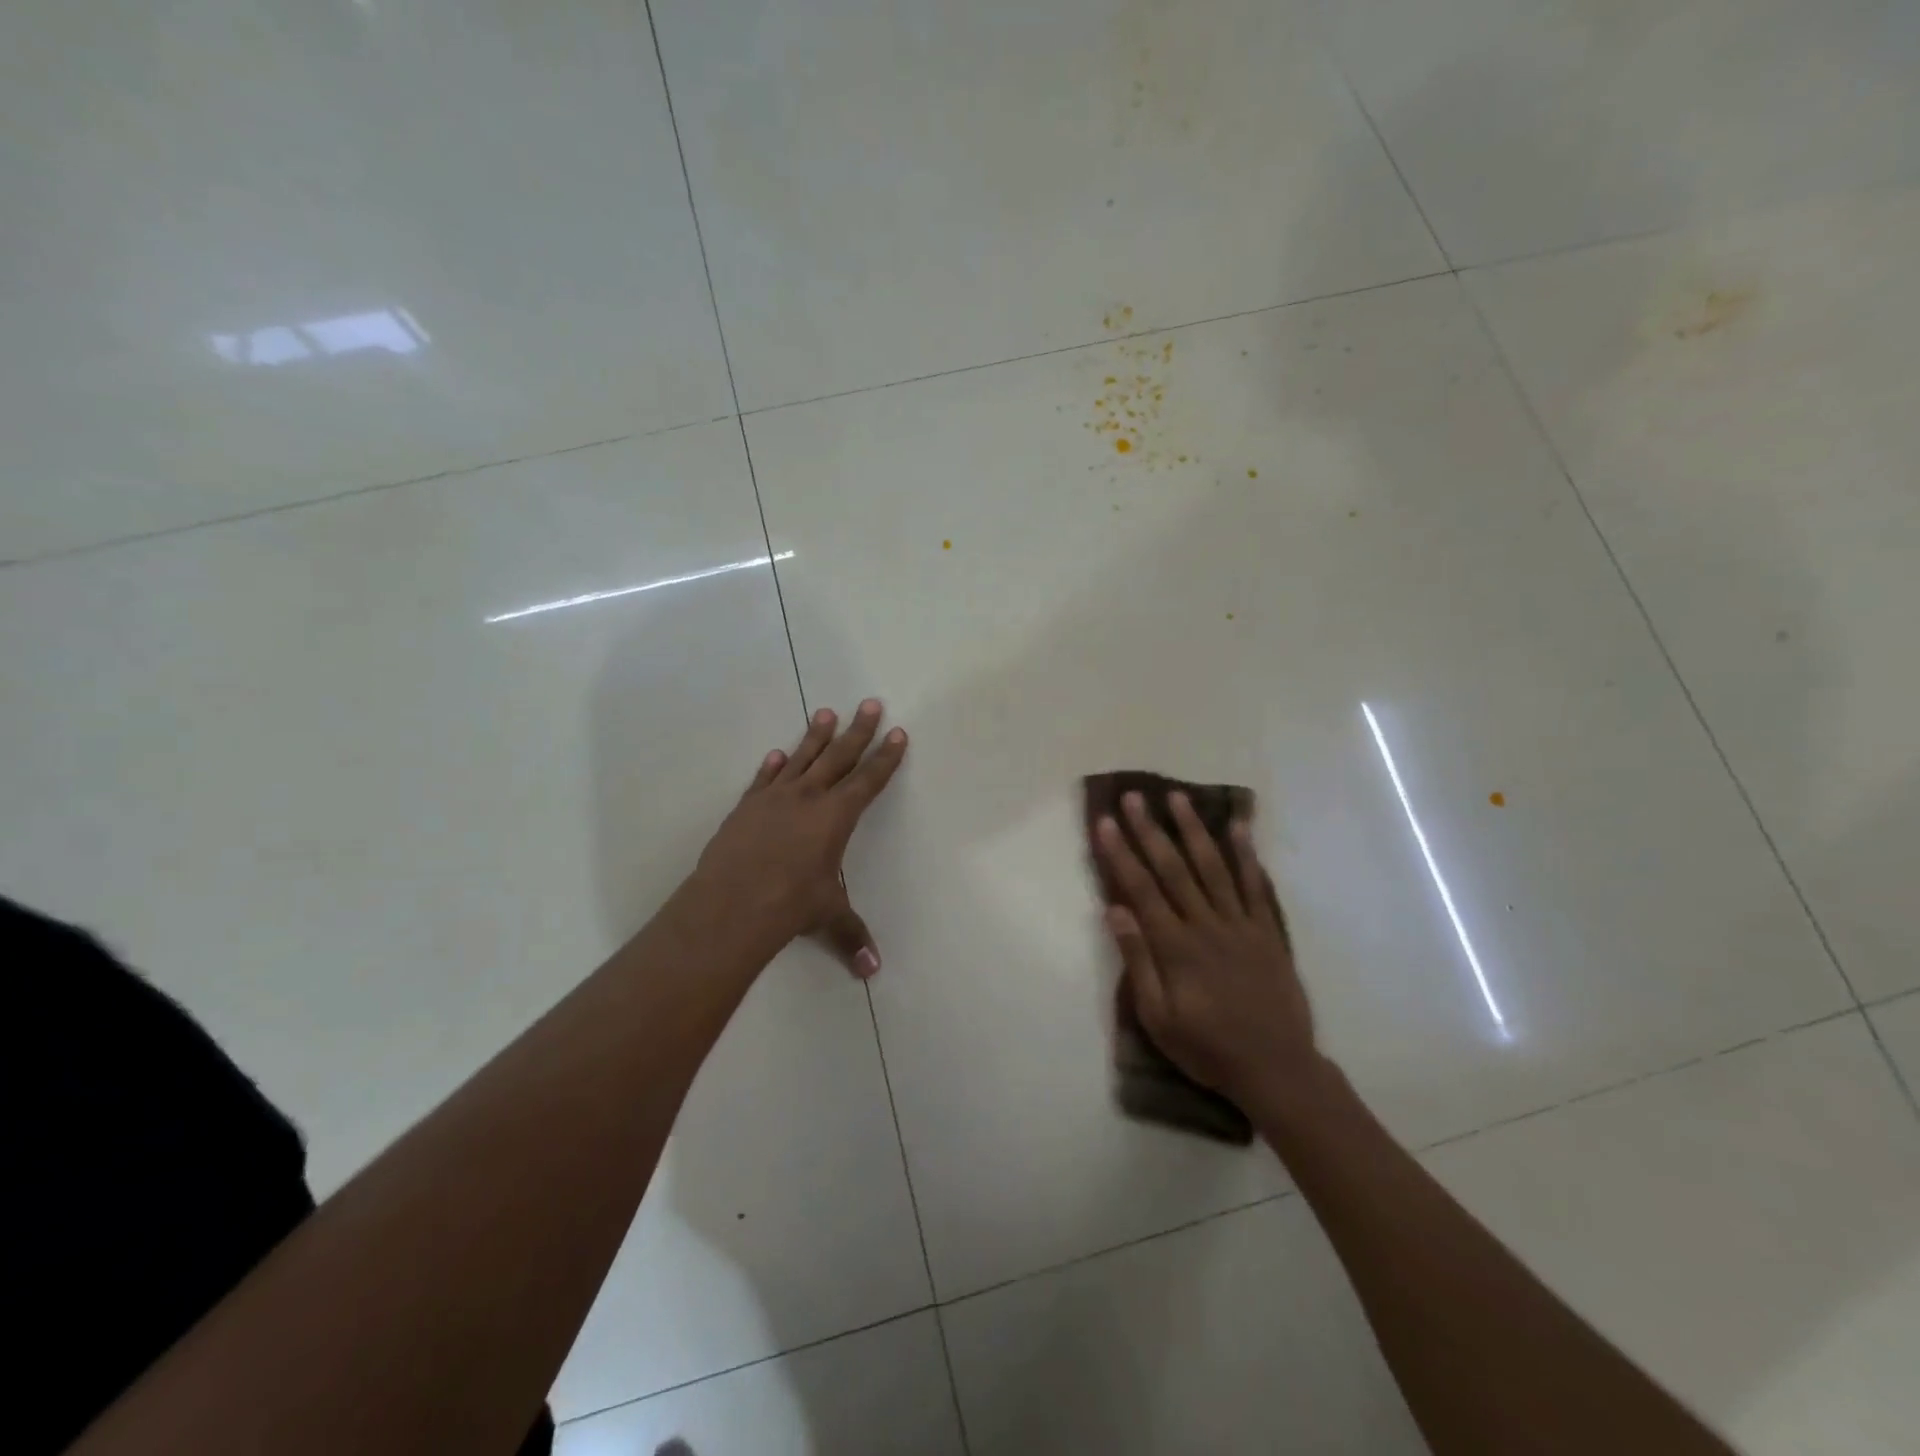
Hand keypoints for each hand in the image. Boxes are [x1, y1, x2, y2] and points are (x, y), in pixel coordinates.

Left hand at [691, 700, 906, 977]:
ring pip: (801, 758)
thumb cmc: (790, 905)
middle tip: (869, 703)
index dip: (885, 757)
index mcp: (836, 817)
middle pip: (839, 756)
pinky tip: (777, 754)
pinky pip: (764, 779)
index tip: (897, 732)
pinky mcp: (745, 807)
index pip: (868, 780)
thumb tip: (874, 969)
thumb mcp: (827, 916)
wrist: (730, 903)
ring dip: (816, 736)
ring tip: (826, 713)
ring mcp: (774, 799)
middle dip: (858, 731)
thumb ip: (851, 936)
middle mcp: (808, 798)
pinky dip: (773, 766)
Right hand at [1095, 791, 1321, 1115]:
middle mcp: (1206, 924)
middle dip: (1150, 830)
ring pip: (1213, 867)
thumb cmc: (1208, 1047)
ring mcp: (1240, 924)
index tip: (1105, 821)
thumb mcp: (1158, 1018)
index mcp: (1176, 946)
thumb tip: (1115, 910)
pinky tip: (1238, 828)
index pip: (1141, 888)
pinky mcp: (1267, 931)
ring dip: (1194, 829)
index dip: (1120, 852)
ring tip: (1178, 797)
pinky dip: (1247, 855)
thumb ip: (1138, 961)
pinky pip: (1256, 886)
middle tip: (1134, 796)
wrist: (1277, 1068)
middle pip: (1174, 868)